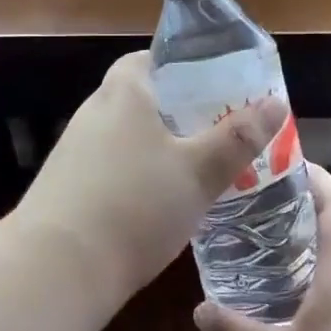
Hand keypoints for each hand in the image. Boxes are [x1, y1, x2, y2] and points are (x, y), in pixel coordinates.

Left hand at [14, 51, 288, 305]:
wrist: (55, 270)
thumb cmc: (135, 205)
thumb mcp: (198, 172)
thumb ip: (237, 138)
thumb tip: (276, 102)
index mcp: (123, 93)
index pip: (147, 59)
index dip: (180, 66)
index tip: (212, 85)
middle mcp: (93, 113)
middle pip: (139, 97)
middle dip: (176, 110)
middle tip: (216, 128)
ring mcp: (74, 150)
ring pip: (125, 135)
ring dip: (156, 145)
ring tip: (196, 166)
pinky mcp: (65, 186)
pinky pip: (109, 165)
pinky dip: (135, 173)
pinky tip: (157, 202)